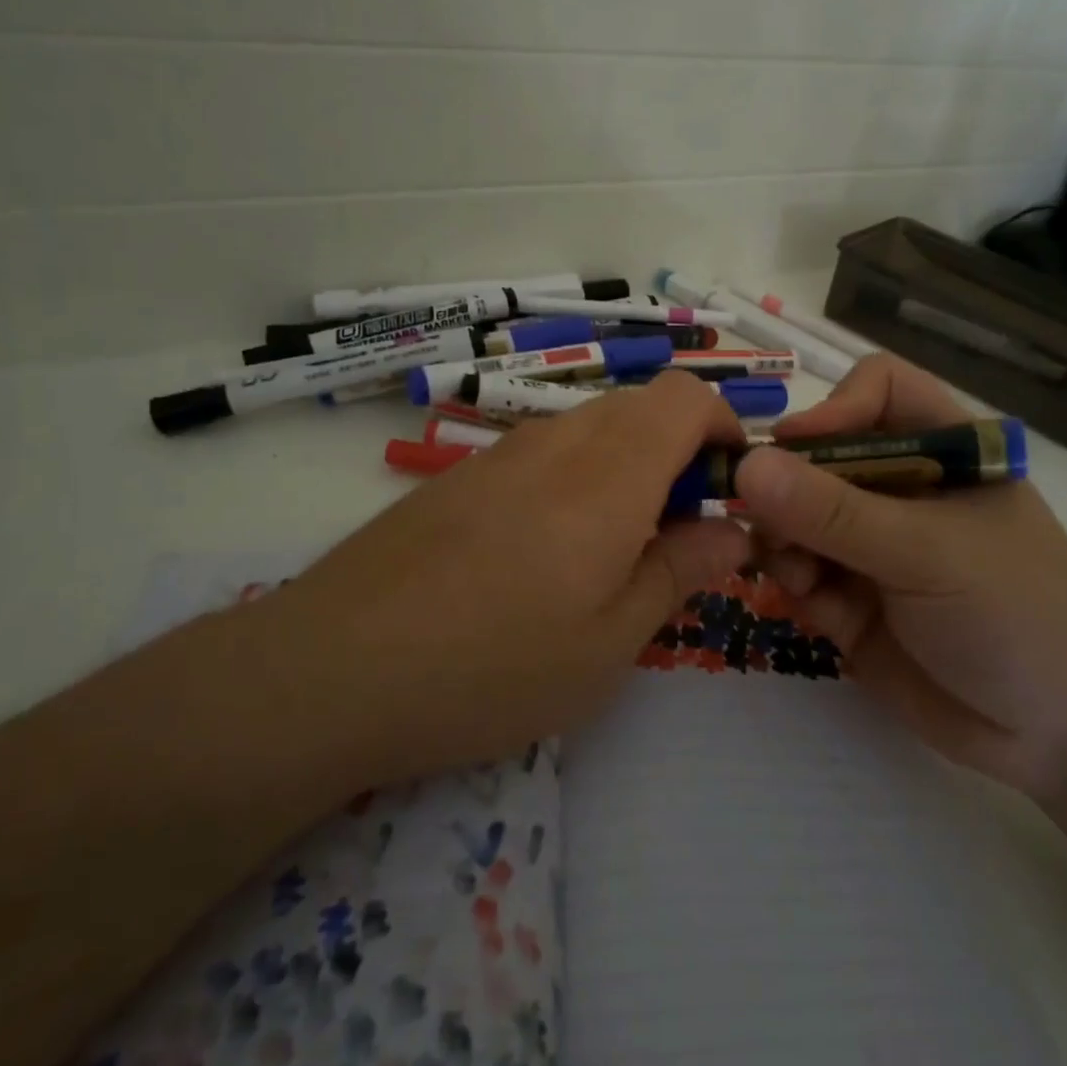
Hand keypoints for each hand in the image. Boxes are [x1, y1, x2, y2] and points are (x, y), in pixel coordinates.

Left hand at [244, 371, 751, 788]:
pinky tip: (543, 558)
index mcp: (610, 472)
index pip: (686, 396)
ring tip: (610, 555)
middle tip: (676, 538)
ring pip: (591, 431)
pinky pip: (542, 455)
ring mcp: (500, 453)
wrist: (332, 669)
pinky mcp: (460, 476)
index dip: (724, 428)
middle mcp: (557, 442)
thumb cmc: (493, 666)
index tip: (731, 490)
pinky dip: (574, 483)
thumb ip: (680, 571)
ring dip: (626, 471)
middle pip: (641, 408)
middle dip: (680, 456)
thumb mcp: (610, 640)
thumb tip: (733, 531)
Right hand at [733, 355, 1066, 799]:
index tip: (794, 448)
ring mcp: (871, 548)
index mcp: (940, 452)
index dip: (832, 407)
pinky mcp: (850, 601)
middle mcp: (899, 491)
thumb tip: (747, 465)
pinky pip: (799, 575)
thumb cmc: (1017, 613)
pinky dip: (794, 586)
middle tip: (765, 524)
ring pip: (794, 519)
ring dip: (782, 542)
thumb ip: (834, 512)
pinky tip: (815, 609)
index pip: (875, 391)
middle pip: (817, 457)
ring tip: (798, 577)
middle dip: (785, 488)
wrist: (1064, 733)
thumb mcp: (926, 552)